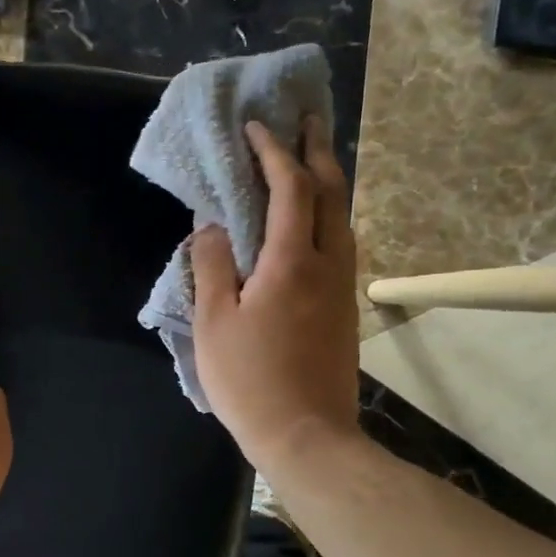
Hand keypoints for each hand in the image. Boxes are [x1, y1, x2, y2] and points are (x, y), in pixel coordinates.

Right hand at [191, 118, 359, 473]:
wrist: (306, 434)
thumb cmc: (249, 379)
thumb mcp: (213, 323)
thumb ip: (212, 266)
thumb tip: (211, 227)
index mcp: (292, 261)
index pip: (290, 188)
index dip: (273, 152)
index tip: (255, 127)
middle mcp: (328, 264)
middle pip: (332, 193)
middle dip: (317, 152)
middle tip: (306, 122)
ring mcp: (342, 288)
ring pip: (343, 218)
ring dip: (328, 182)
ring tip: (310, 161)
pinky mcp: (344, 310)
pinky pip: (341, 244)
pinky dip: (327, 216)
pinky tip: (312, 223)